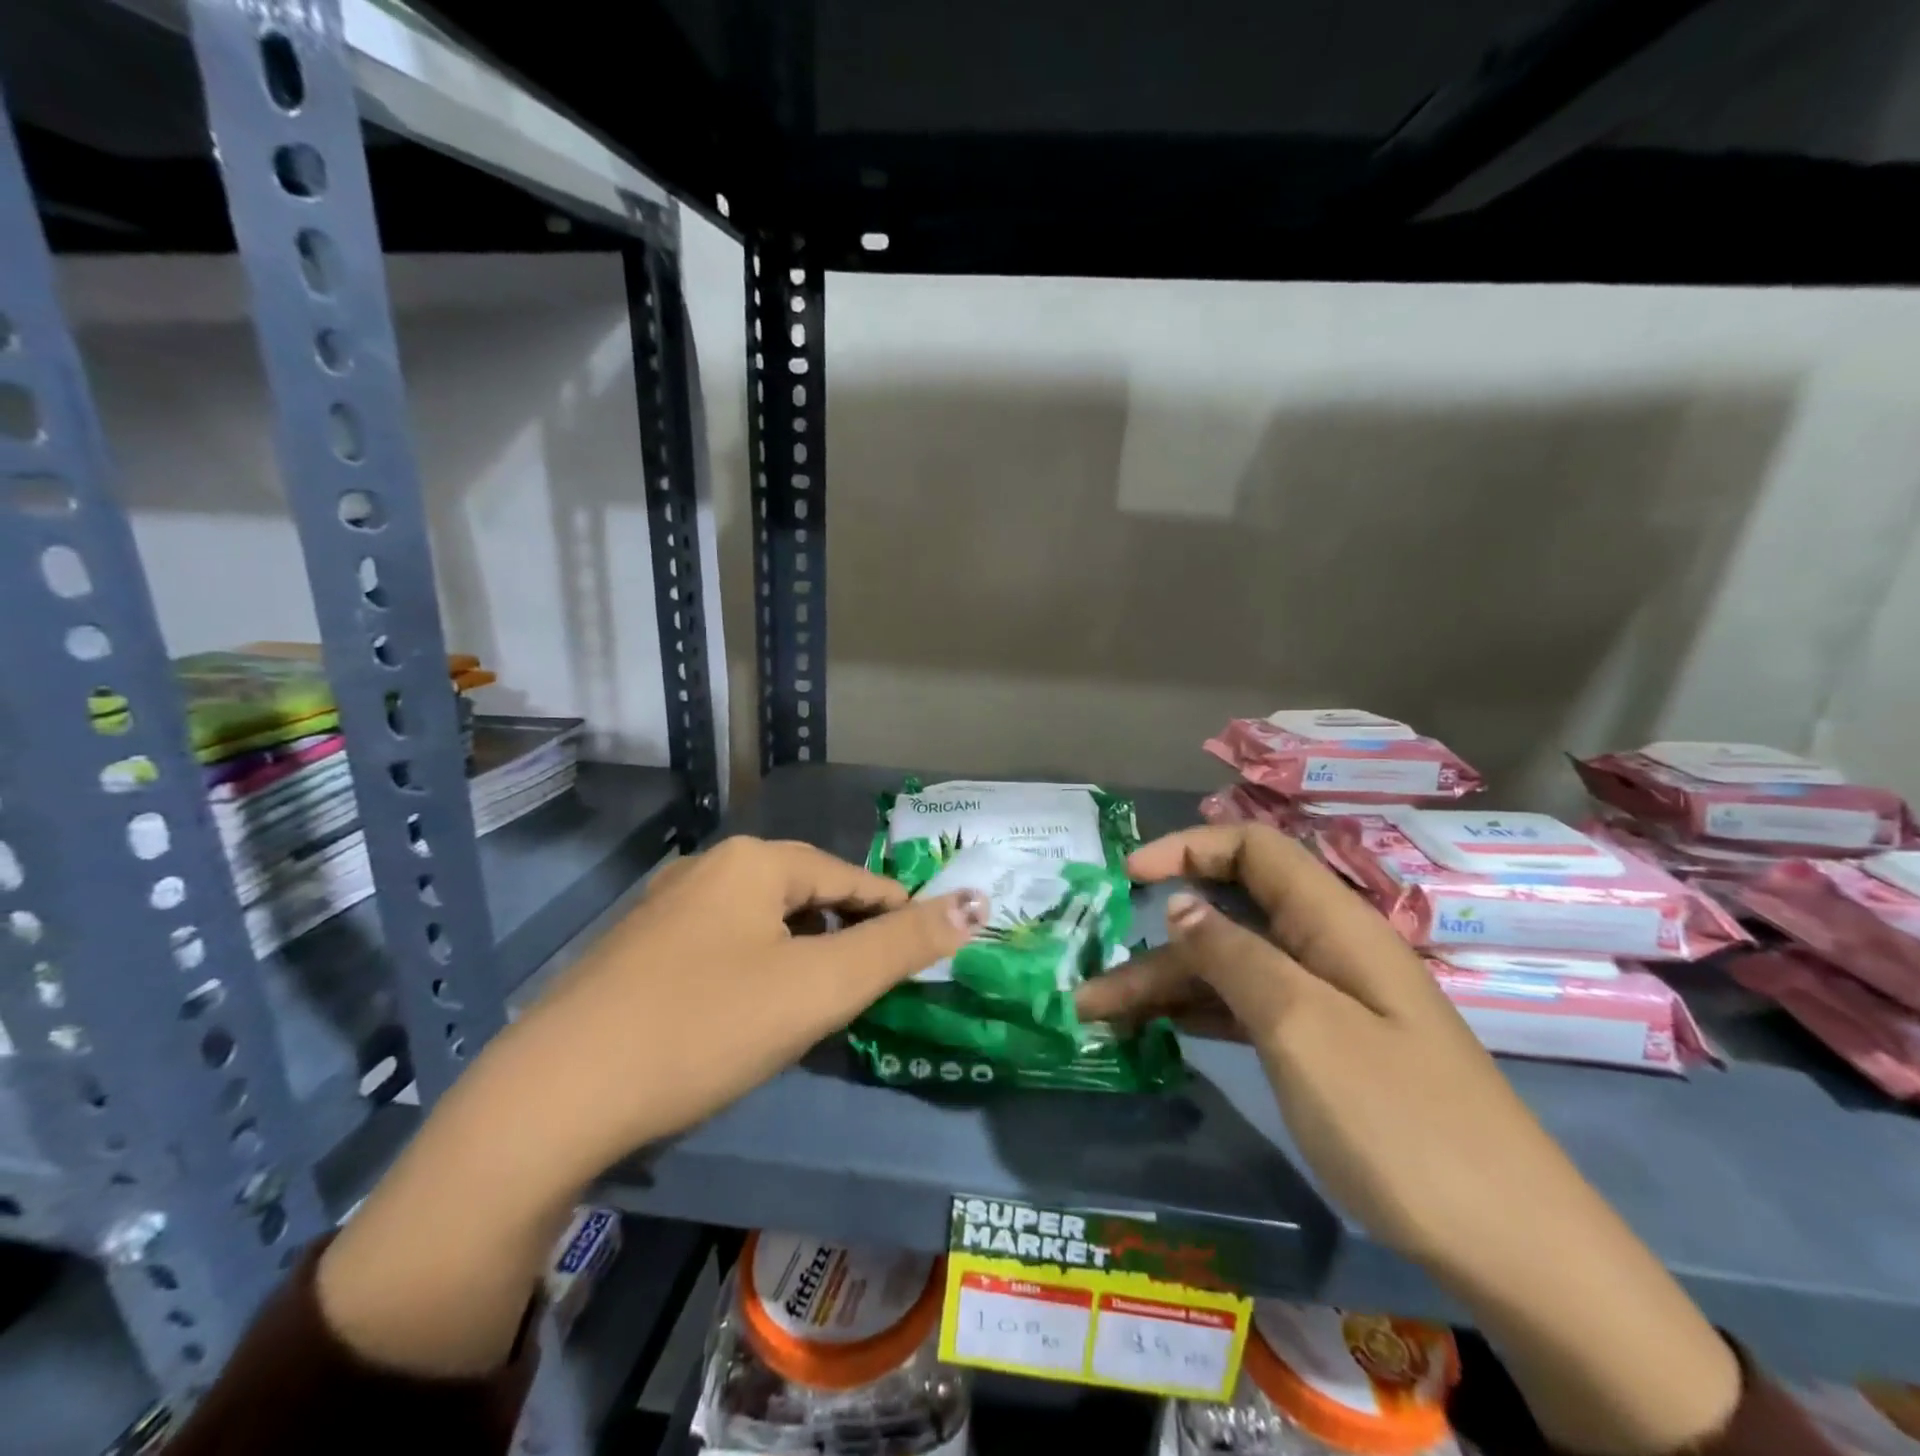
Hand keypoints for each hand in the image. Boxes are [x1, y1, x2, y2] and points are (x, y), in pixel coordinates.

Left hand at [504, 834, 987, 1175]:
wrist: (553, 1099)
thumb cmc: (706, 1028)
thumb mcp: (819, 988)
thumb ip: (901, 945)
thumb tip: (976, 905)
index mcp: (754, 861)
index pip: (851, 878)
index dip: (895, 912)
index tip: (925, 951)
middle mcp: (708, 868)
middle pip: (805, 896)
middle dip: (844, 936)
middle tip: (871, 988)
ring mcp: (664, 908)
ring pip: (761, 922)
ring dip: (800, 954)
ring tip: (818, 1001)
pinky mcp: (634, 951)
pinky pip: (721, 945)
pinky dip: (755, 968)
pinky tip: (748, 1011)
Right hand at [1077, 823, 1740, 1455]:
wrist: (1516, 1252)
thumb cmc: (1401, 1123)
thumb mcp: (1302, 1028)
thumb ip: (1234, 956)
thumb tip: (1180, 904)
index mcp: (1334, 924)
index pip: (1253, 849)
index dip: (1188, 848)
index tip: (1128, 877)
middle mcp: (1328, 951)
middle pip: (1230, 917)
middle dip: (1159, 942)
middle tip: (1093, 989)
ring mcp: (1329, 1004)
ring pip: (1233, 969)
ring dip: (1168, 985)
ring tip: (1104, 1019)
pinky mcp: (1327, 1051)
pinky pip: (1250, 1011)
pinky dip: (1201, 1015)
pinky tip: (1160, 1034)